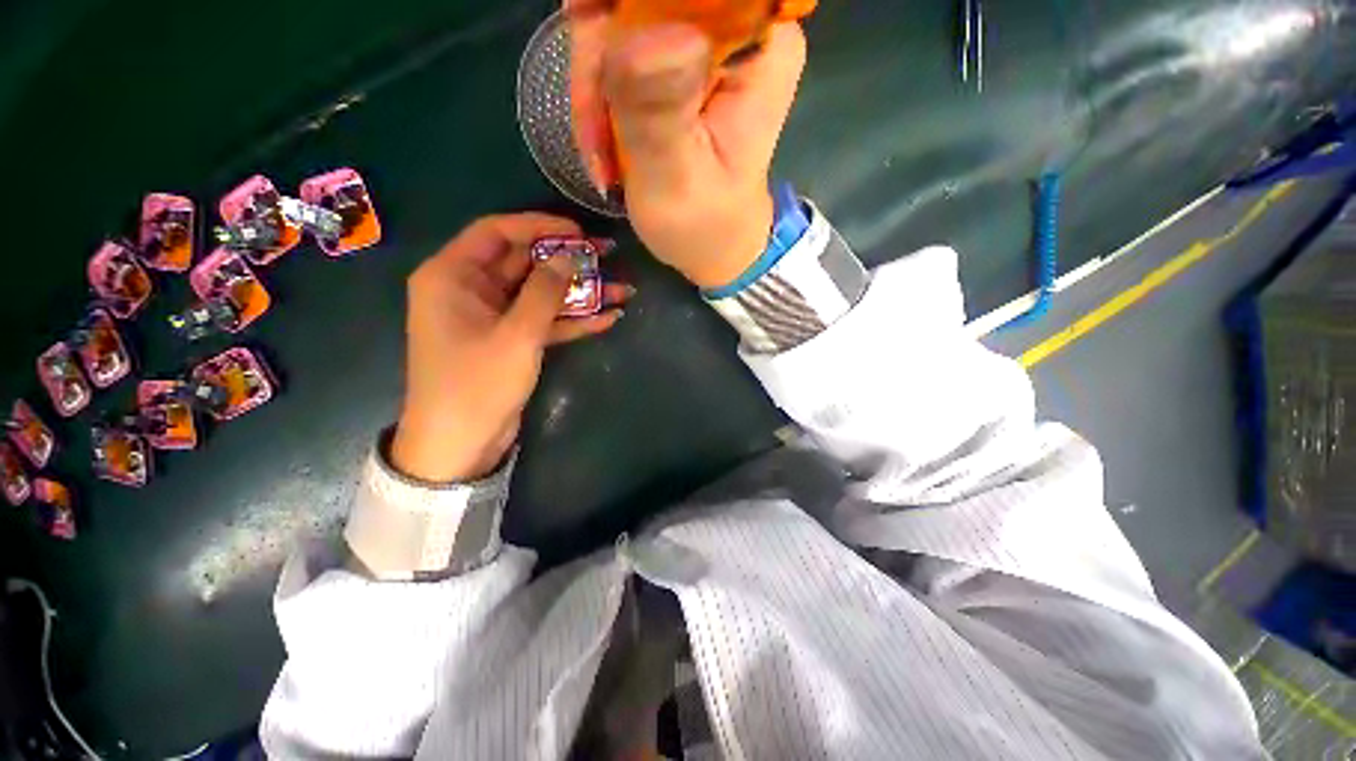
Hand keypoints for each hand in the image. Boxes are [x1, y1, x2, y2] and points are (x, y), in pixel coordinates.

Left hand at [391, 214, 630, 482]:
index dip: (539, 226)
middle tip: (608, 256)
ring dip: (579, 293)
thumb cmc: (476, 384)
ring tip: (622, 290)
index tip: (578, 231)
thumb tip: (569, 257)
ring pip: (540, 293)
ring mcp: (494, 316)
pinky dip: (573, 320)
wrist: (460, 443)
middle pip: (525, 262)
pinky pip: (544, 320)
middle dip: (568, 261)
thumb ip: (544, 292)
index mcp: (453, 276)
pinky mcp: (511, 339)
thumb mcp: (515, 335)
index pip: (497, 232)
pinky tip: (608, 317)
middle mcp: (471, 289)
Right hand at [569, 4, 806, 288]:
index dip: (630, 2)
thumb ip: (660, 112)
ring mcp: (707, 40)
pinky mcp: (681, 59)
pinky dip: (598, 92)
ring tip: (600, 153)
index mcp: (761, 47)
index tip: (592, 34)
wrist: (712, 245)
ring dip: (594, 83)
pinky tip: (603, 142)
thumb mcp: (677, 181)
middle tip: (593, 128)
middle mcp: (741, 26)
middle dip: (602, 51)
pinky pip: (618, 43)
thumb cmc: (703, 225)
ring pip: (623, 14)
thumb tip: (643, 36)